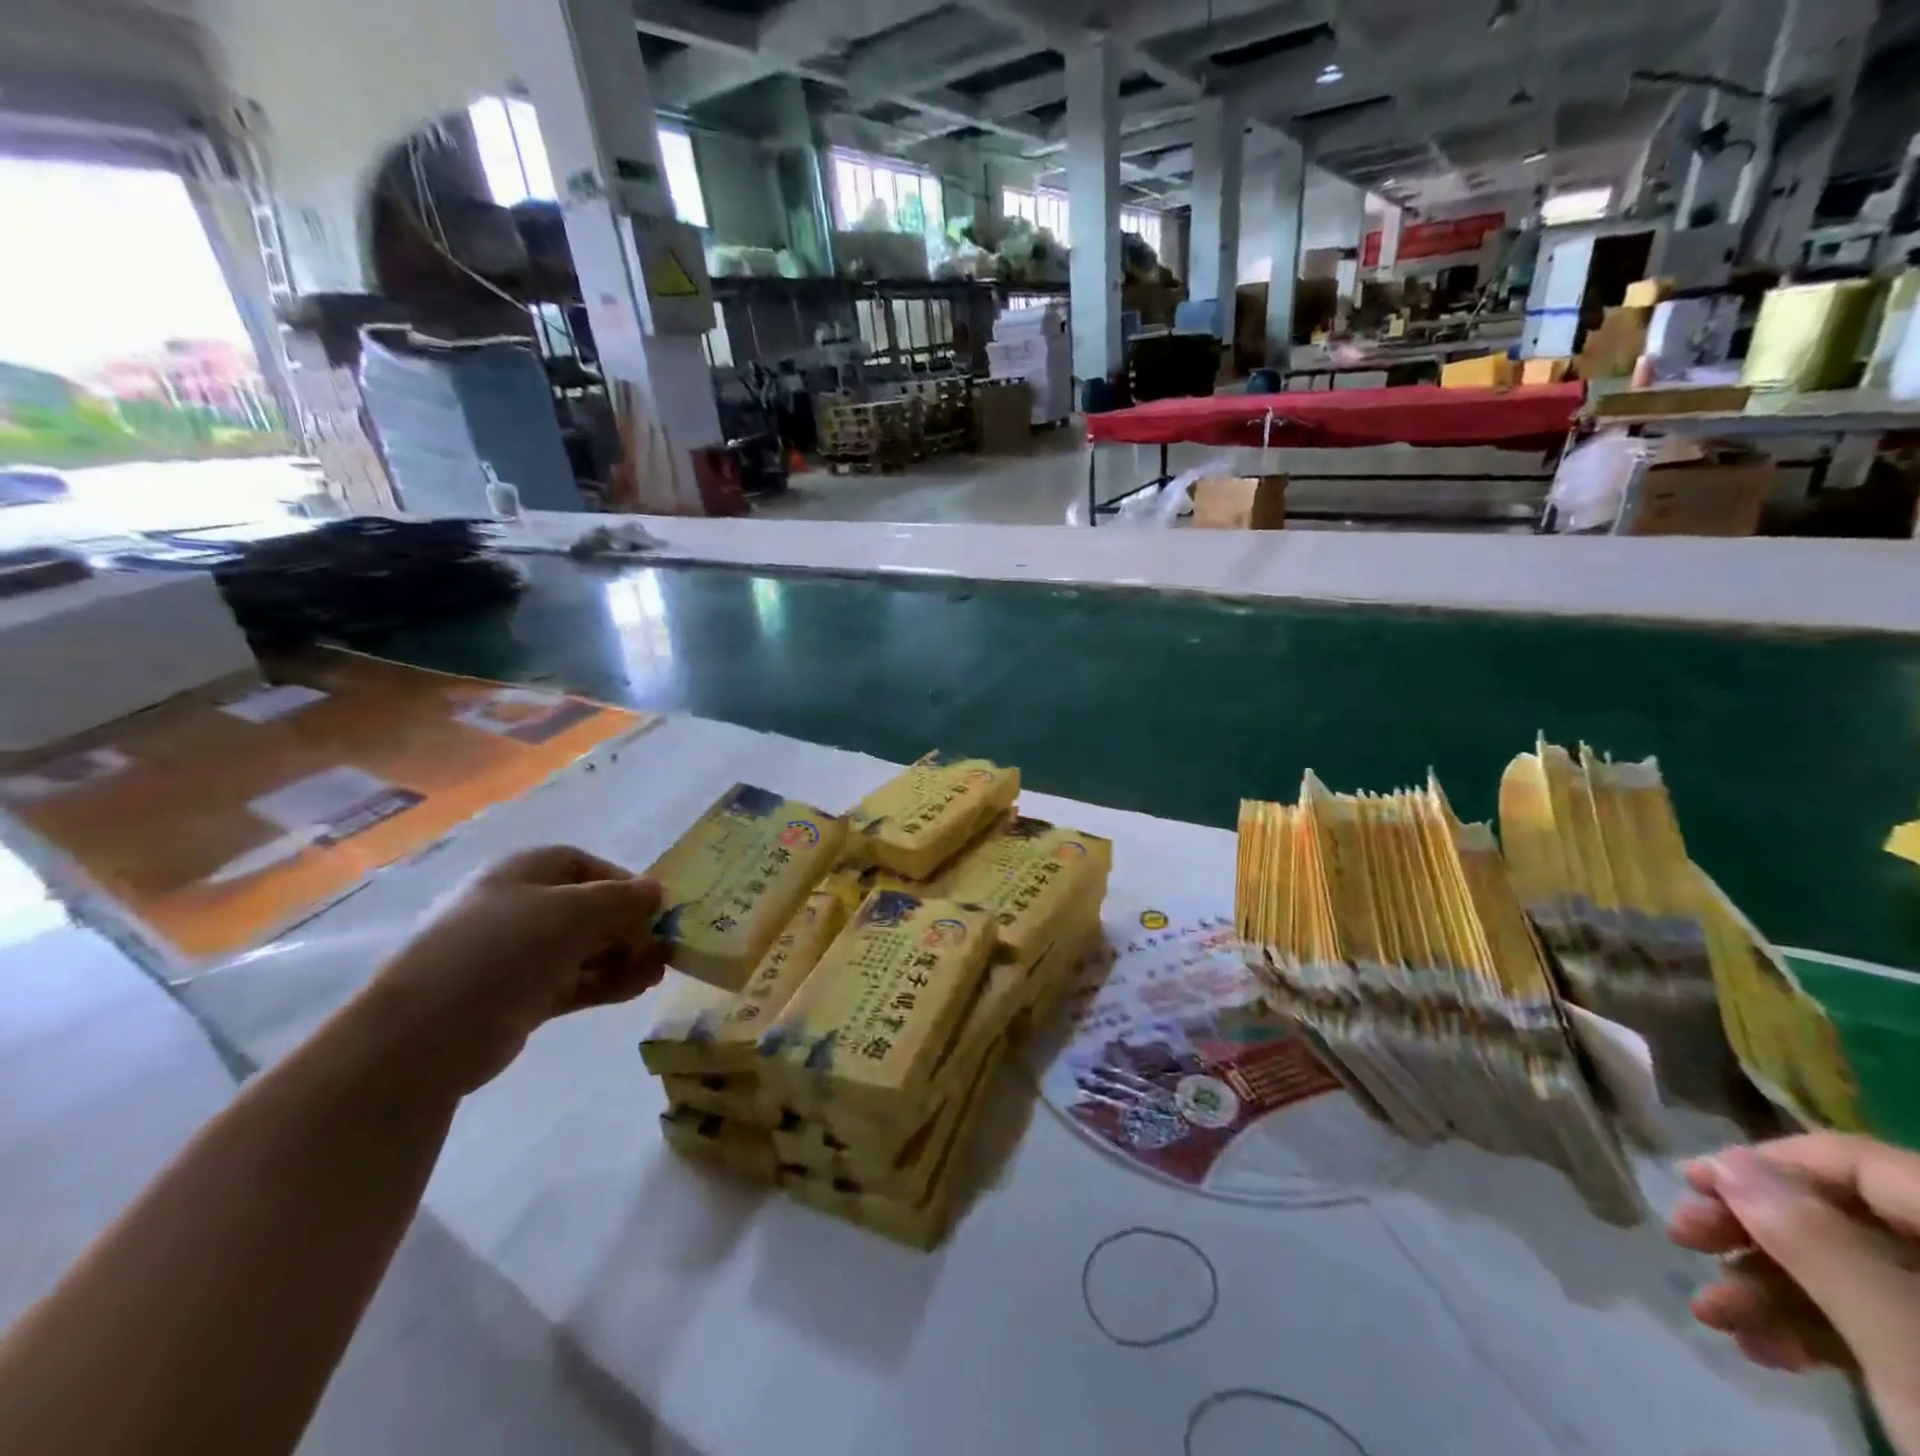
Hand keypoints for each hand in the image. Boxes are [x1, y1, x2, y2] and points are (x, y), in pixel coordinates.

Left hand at [352, 846, 666, 1098]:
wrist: (429, 1033)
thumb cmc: (503, 949)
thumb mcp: (573, 911)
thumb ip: (622, 899)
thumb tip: (656, 890)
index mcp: (524, 874)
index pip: (583, 866)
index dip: (622, 881)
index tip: (654, 906)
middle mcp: (521, 909)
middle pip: (588, 909)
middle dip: (629, 925)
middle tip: (664, 945)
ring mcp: (519, 956)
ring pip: (585, 949)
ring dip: (625, 956)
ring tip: (659, 972)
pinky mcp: (521, 997)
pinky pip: (576, 982)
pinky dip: (608, 982)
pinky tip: (638, 989)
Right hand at [1669, 1135, 1919, 1455]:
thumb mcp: (1905, 1348)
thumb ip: (1815, 1241)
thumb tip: (1732, 1162)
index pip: (1862, 1164)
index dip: (1769, 1163)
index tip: (1690, 1181)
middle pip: (1855, 1220)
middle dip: (1759, 1232)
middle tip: (1684, 1239)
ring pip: (1862, 1278)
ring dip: (1773, 1289)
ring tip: (1712, 1315)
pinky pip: (1891, 1330)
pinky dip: (1819, 1334)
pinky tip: (1764, 1351)